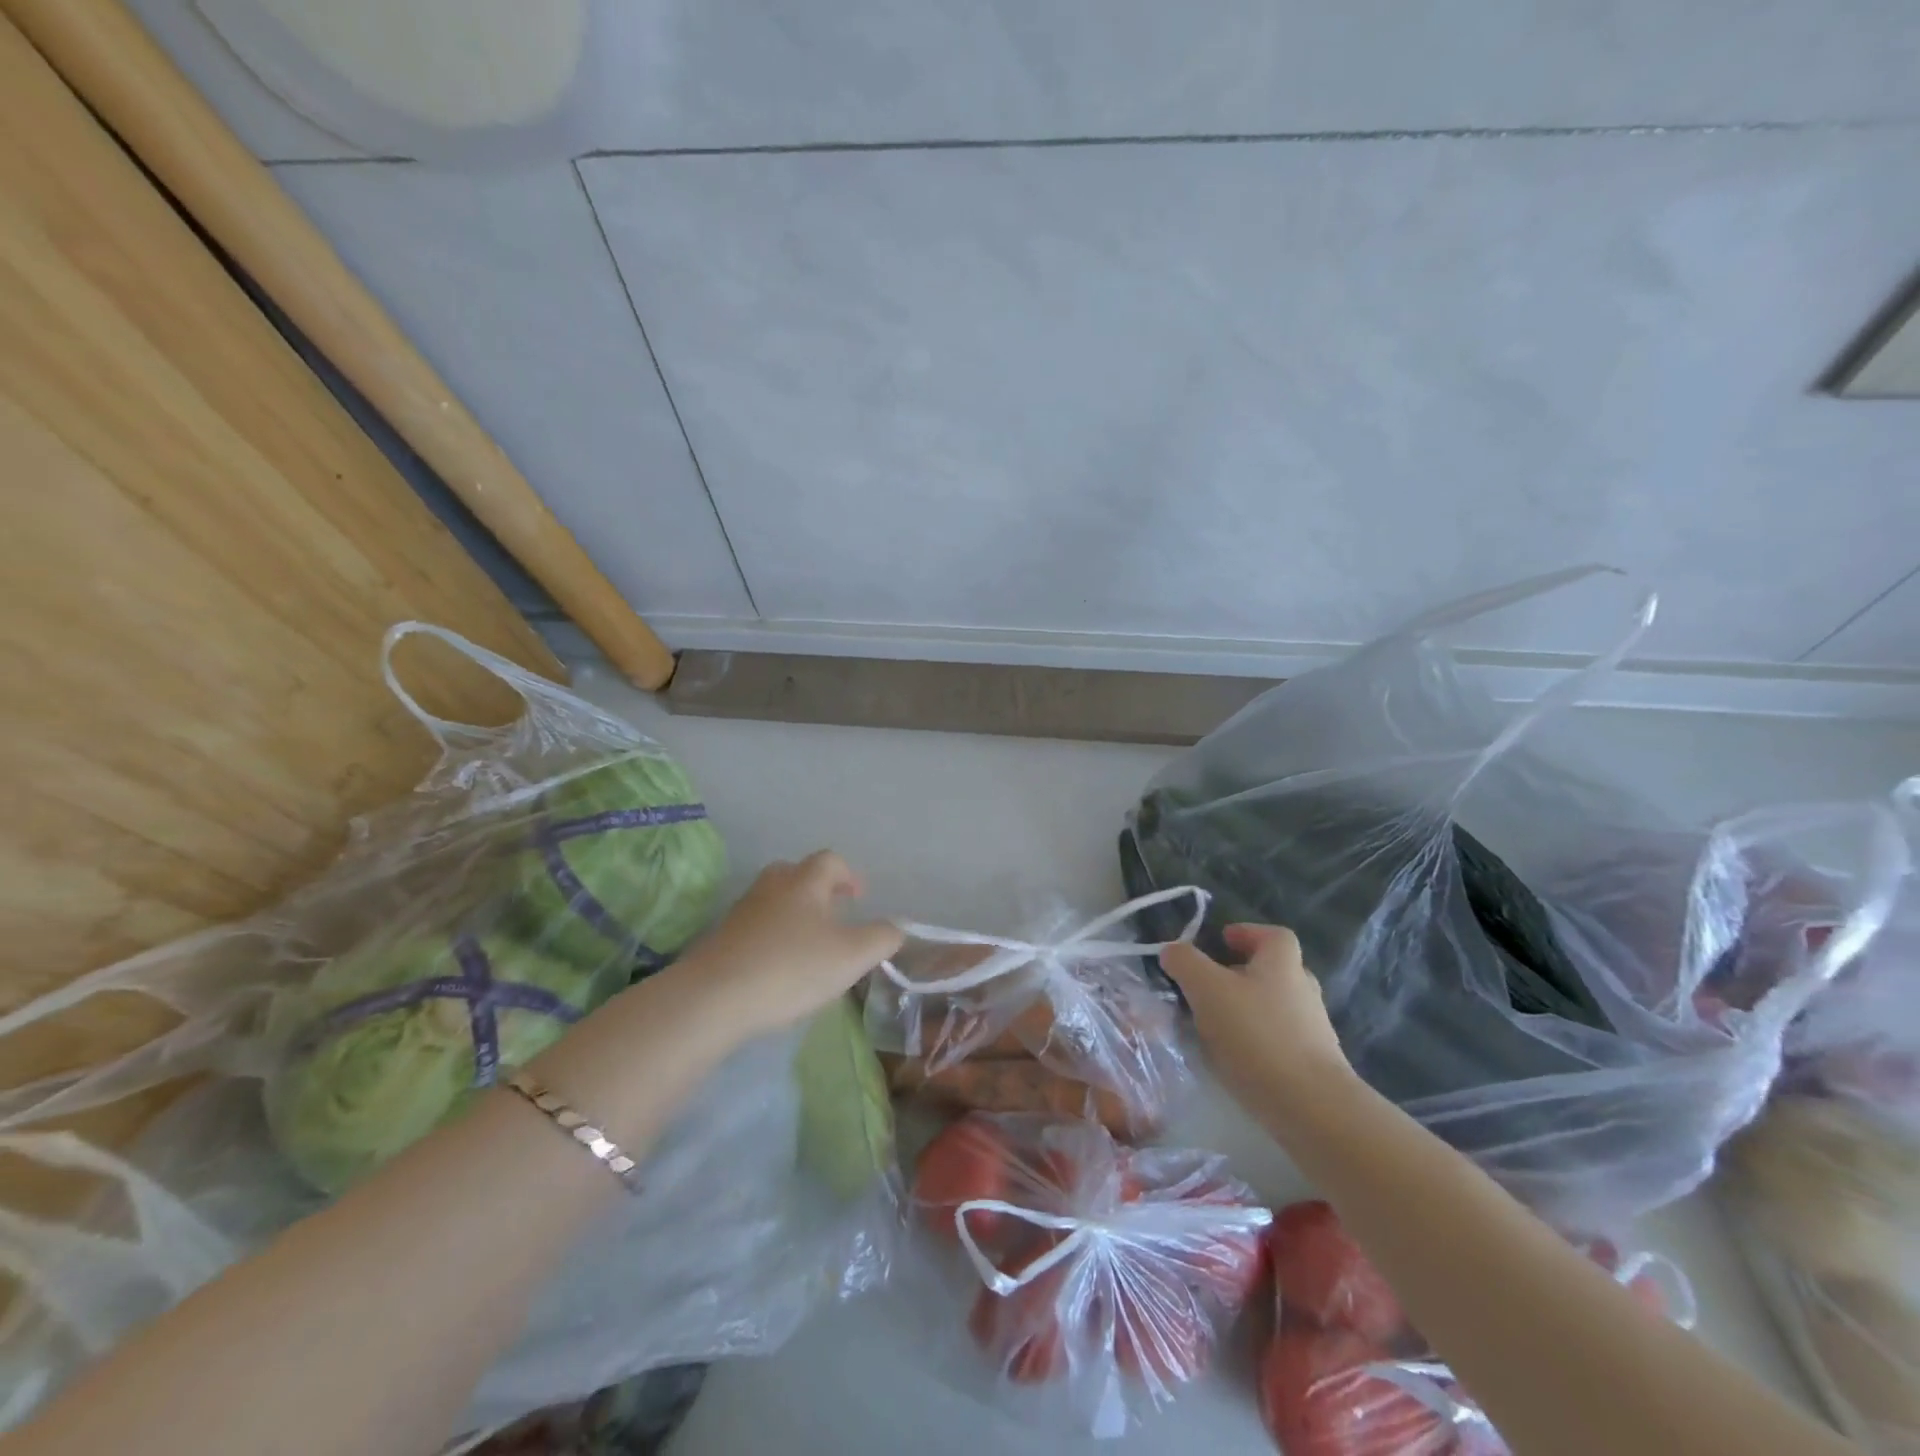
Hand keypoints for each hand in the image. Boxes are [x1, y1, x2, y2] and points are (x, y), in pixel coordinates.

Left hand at [678, 851, 903, 1037]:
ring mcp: (742, 911)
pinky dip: (771, 936)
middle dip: (817, 889)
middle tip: (833, 916)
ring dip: (793, 913)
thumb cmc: (791, 968)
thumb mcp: (852, 956)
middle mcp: (772, 887)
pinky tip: (778, 966)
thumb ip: (881, 938)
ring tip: (809, 944)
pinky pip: (754, 926)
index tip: (858, 898)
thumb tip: (895, 927)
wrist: (714, 998)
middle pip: (796, 874)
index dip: (848, 875)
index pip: (830, 861)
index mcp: (805, 882)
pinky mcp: (721, 939)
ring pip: (773, 900)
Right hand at [1160, 924, 1352, 1110]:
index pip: (1272, 934)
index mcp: (1283, 963)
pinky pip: (1278, 1039)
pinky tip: (1234, 1057)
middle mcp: (1303, 989)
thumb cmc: (1257, 1034)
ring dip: (1246, 1009)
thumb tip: (1172, 950)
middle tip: (1209, 984)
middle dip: (1241, 973)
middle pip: (1272, 970)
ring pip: (1274, 1006)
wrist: (1311, 1106)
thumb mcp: (1207, 989)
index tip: (1222, 941)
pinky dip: (1256, 1040)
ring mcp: (1313, 1029)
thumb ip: (1185, 963)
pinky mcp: (1313, 1064)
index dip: (1247, 933)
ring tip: (1214, 1024)